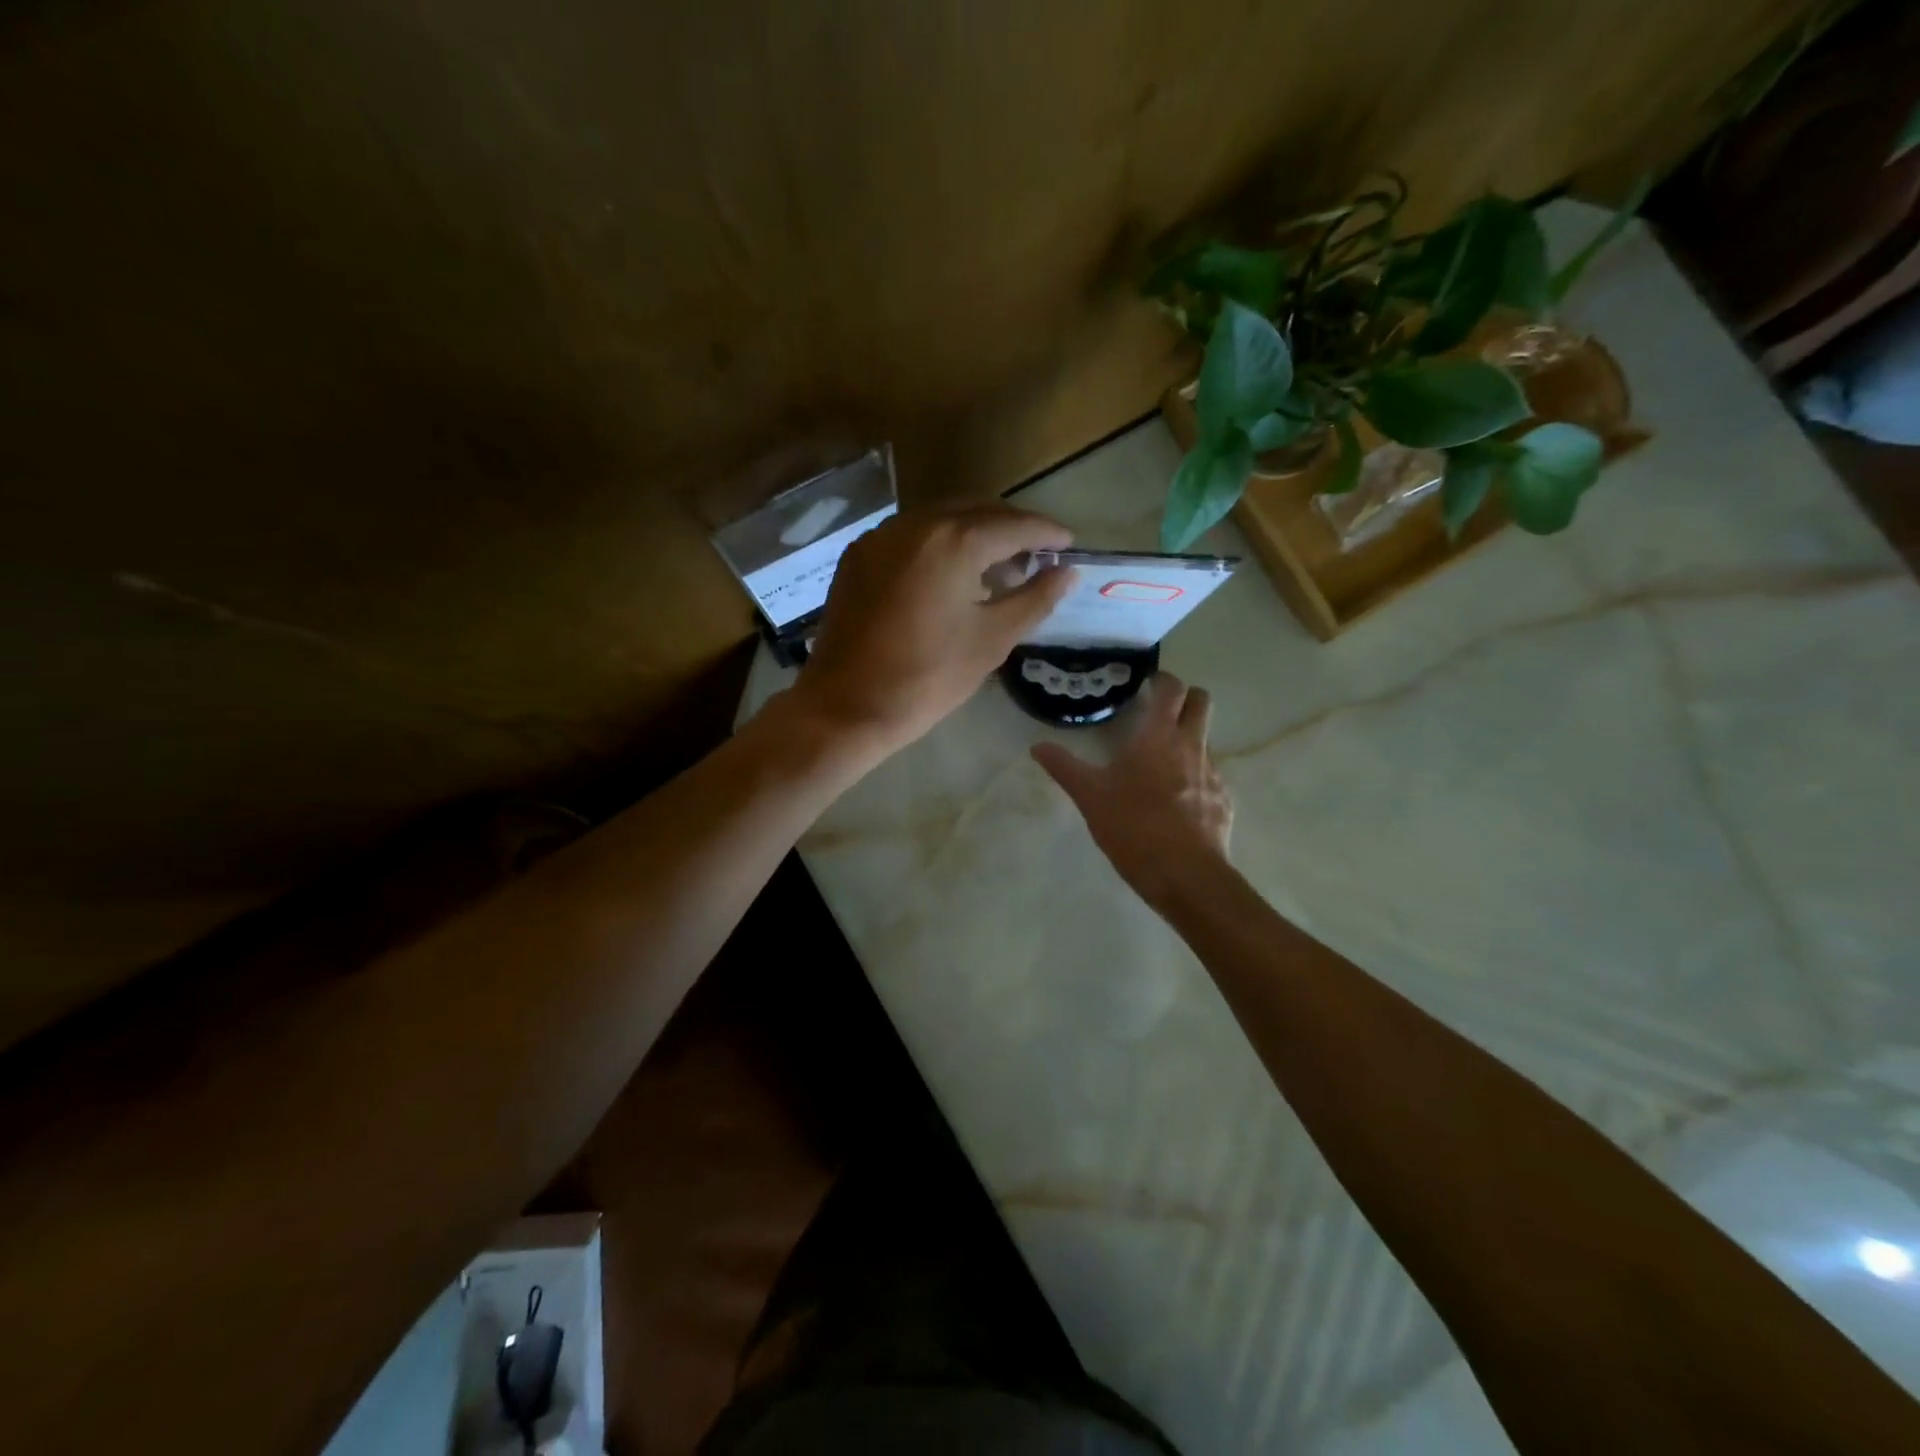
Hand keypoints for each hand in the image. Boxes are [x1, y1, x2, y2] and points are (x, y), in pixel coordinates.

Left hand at [785, 502, 1073, 756]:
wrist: (846, 708)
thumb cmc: (927, 678)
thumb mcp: (991, 641)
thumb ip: (1034, 599)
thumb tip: (1067, 573)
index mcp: (953, 541)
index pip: (1013, 525)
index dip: (1046, 532)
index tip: (1068, 544)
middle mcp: (914, 524)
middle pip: (976, 511)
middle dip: (1011, 528)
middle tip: (1037, 556)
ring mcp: (880, 537)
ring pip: (940, 519)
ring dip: (974, 533)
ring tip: (997, 565)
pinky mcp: (858, 557)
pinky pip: (910, 536)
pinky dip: (939, 544)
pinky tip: (950, 573)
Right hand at [1032, 673, 1233, 909]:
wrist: (1185, 875)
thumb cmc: (1133, 828)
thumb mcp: (1090, 798)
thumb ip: (1064, 768)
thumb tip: (1037, 747)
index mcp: (1157, 736)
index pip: (1171, 689)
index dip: (1162, 681)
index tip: (1148, 687)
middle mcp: (1191, 745)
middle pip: (1201, 702)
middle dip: (1185, 699)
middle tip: (1161, 713)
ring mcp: (1212, 772)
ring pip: (1205, 740)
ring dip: (1188, 741)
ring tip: (1162, 766)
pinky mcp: (1224, 800)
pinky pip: (1210, 776)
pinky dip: (1195, 778)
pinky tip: (1177, 803)